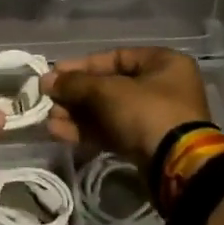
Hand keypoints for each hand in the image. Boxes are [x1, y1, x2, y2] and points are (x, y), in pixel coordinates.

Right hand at [41, 47, 211, 161]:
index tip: (54, 75)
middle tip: (48, 100)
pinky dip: (87, 131)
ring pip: (107, 111)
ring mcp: (154, 117)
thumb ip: (75, 83)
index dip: (80, 66)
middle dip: (75, 95)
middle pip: (107, 86)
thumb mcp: (106, 91)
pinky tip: (59, 133)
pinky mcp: (145, 143)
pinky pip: (111, 131)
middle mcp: (161, 86)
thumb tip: (46, 81)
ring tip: (49, 120)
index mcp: (162, 63)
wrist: (177, 167)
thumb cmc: (146, 113)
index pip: (114, 57)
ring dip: (76, 115)